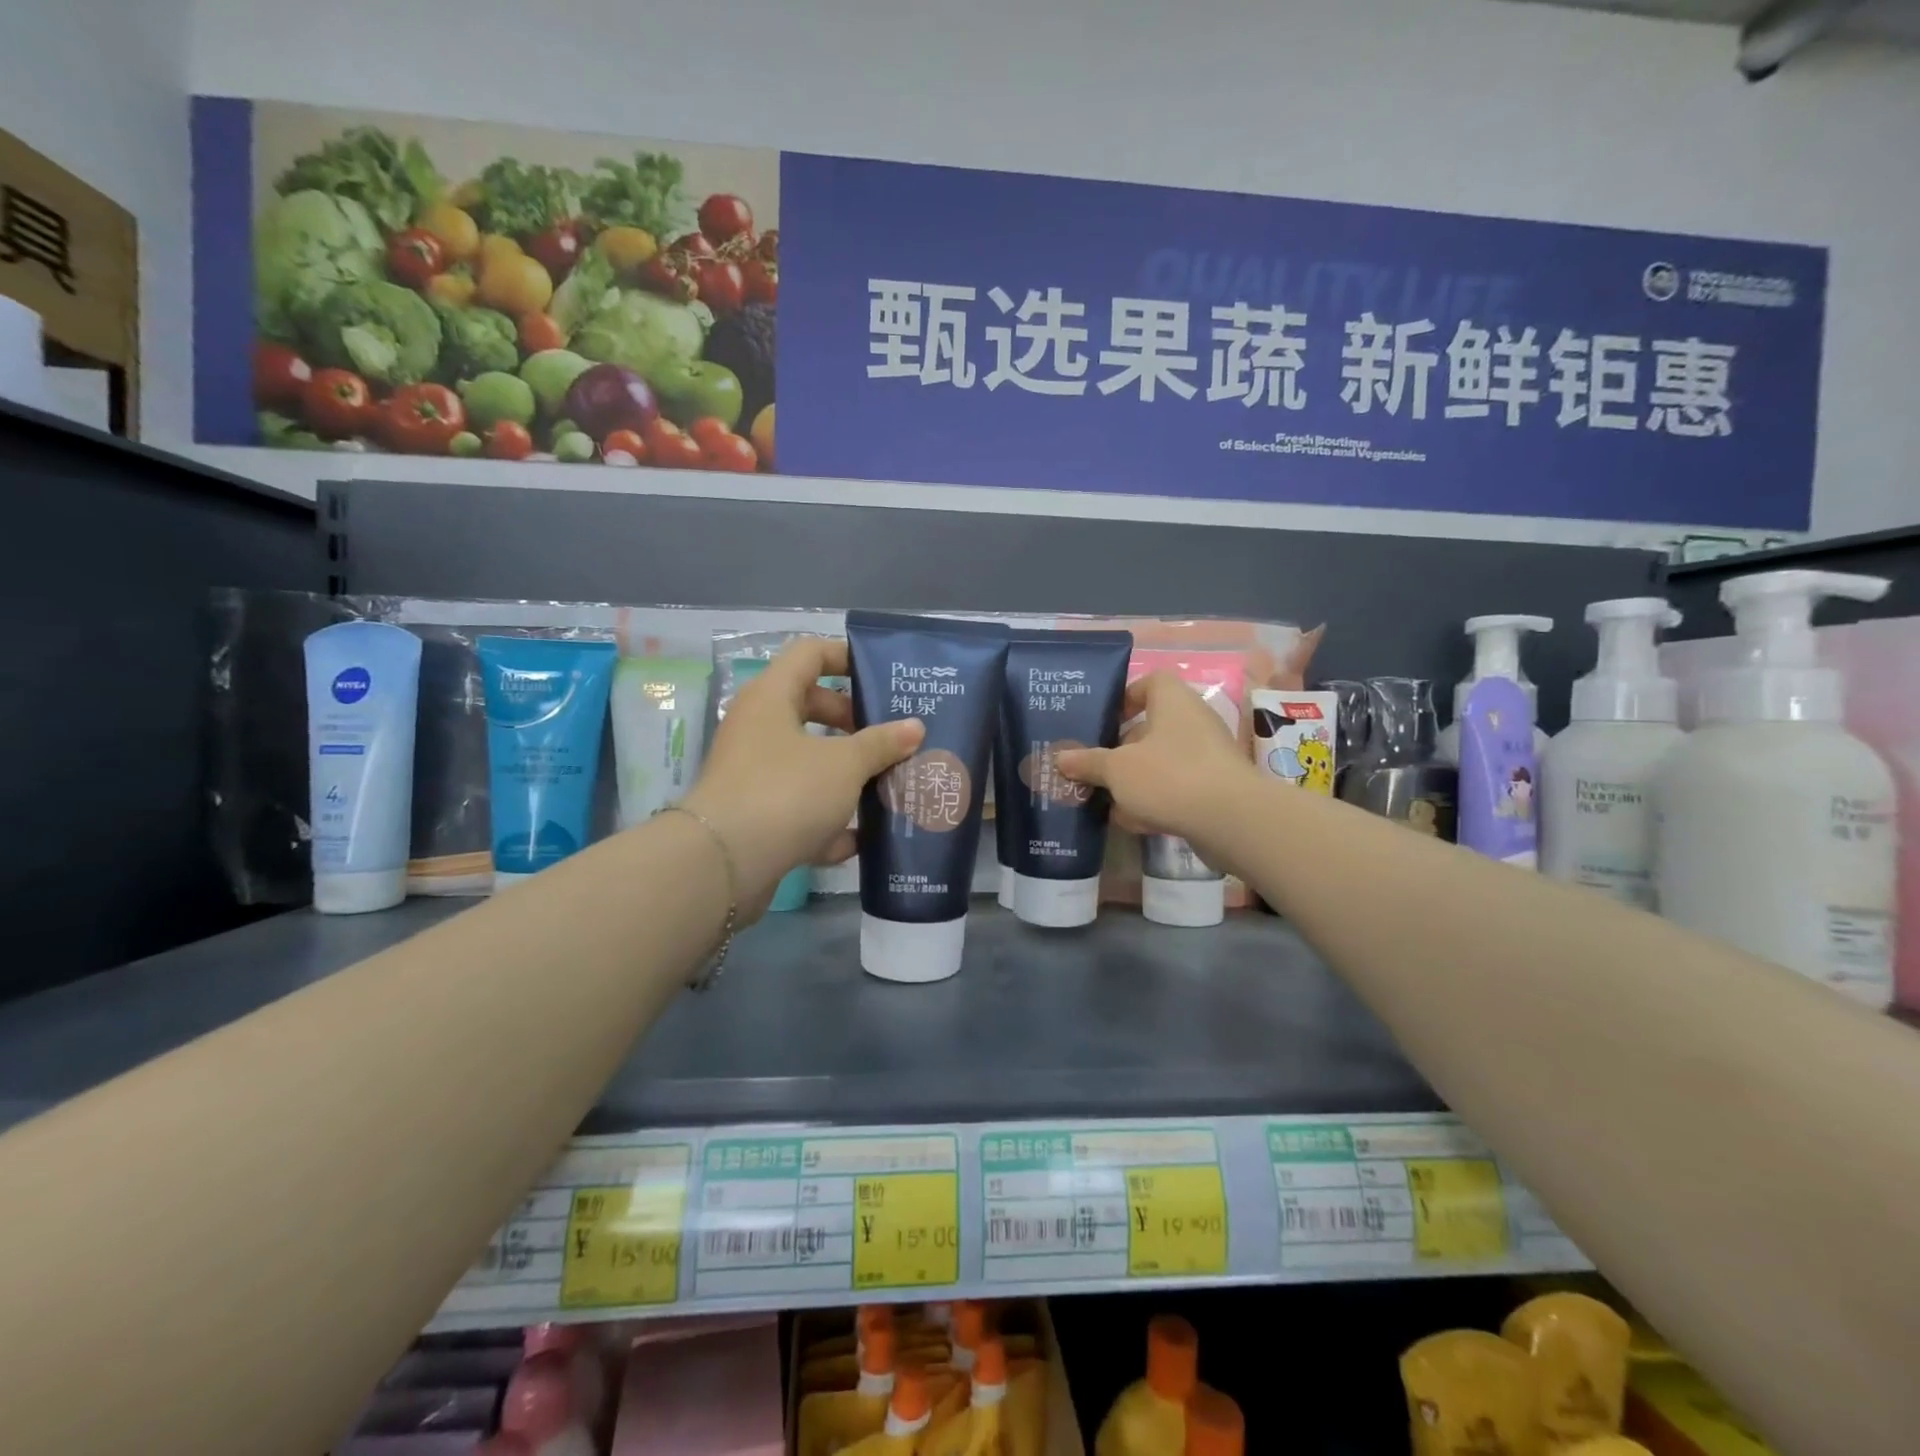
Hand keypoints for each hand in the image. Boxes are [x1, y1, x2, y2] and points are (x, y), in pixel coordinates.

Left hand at [681, 638, 922, 919]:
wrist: (723, 866)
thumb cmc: (787, 792)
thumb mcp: (845, 764)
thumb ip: (882, 744)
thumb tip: (915, 727)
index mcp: (772, 697)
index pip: (810, 653)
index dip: (847, 656)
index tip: (884, 677)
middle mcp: (758, 728)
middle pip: (811, 707)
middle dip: (855, 722)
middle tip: (893, 737)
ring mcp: (753, 773)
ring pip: (808, 761)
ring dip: (847, 774)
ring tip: (890, 784)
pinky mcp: (755, 815)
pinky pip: (799, 806)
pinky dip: (827, 820)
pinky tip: (861, 839)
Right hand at [1053, 671, 1257, 863]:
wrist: (1232, 820)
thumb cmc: (1169, 776)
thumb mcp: (1117, 769)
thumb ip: (1088, 762)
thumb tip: (1061, 757)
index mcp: (1172, 701)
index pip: (1149, 683)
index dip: (1125, 698)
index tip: (1104, 721)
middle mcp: (1193, 721)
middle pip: (1151, 727)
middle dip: (1121, 749)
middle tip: (1094, 766)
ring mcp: (1207, 755)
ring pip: (1162, 761)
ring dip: (1135, 778)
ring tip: (1106, 798)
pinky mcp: (1215, 787)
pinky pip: (1177, 786)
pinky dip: (1156, 800)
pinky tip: (1133, 821)